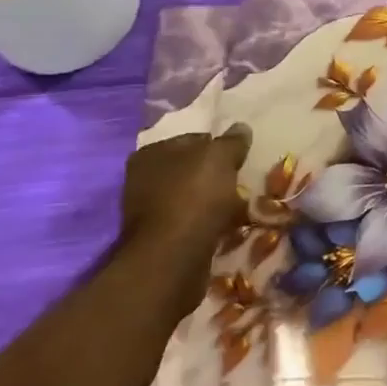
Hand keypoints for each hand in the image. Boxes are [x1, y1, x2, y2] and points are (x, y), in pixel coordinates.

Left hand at [118, 126, 251, 278]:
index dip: (220, 146)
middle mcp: (143, 178)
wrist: (173, 257)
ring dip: (214, 201)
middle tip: (243, 181)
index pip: (194, 139)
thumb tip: (241, 128)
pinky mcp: (159, 237)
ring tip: (240, 206)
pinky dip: (208, 222)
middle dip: (217, 175)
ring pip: (193, 197)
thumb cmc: (194, 196)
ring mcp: (148, 210)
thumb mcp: (220, 157)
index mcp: (152, 152)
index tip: (242, 158)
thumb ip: (232, 141)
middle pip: (192, 169)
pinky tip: (226, 226)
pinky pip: (192, 221)